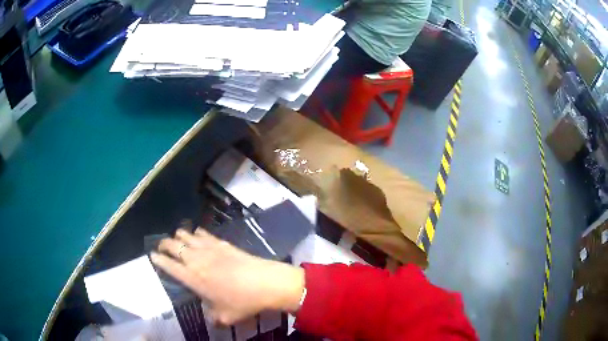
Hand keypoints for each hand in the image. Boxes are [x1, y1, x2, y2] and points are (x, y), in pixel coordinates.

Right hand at [150, 228, 304, 325]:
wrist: (265, 282)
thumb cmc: (243, 302)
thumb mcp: (225, 317)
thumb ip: (213, 317)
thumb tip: (211, 318)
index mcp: (193, 278)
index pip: (169, 266)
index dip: (158, 260)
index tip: (152, 256)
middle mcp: (196, 260)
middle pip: (173, 245)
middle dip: (164, 244)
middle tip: (162, 248)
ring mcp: (209, 248)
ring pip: (186, 235)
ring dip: (178, 236)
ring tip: (177, 240)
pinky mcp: (222, 243)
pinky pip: (204, 234)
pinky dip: (196, 233)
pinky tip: (197, 235)